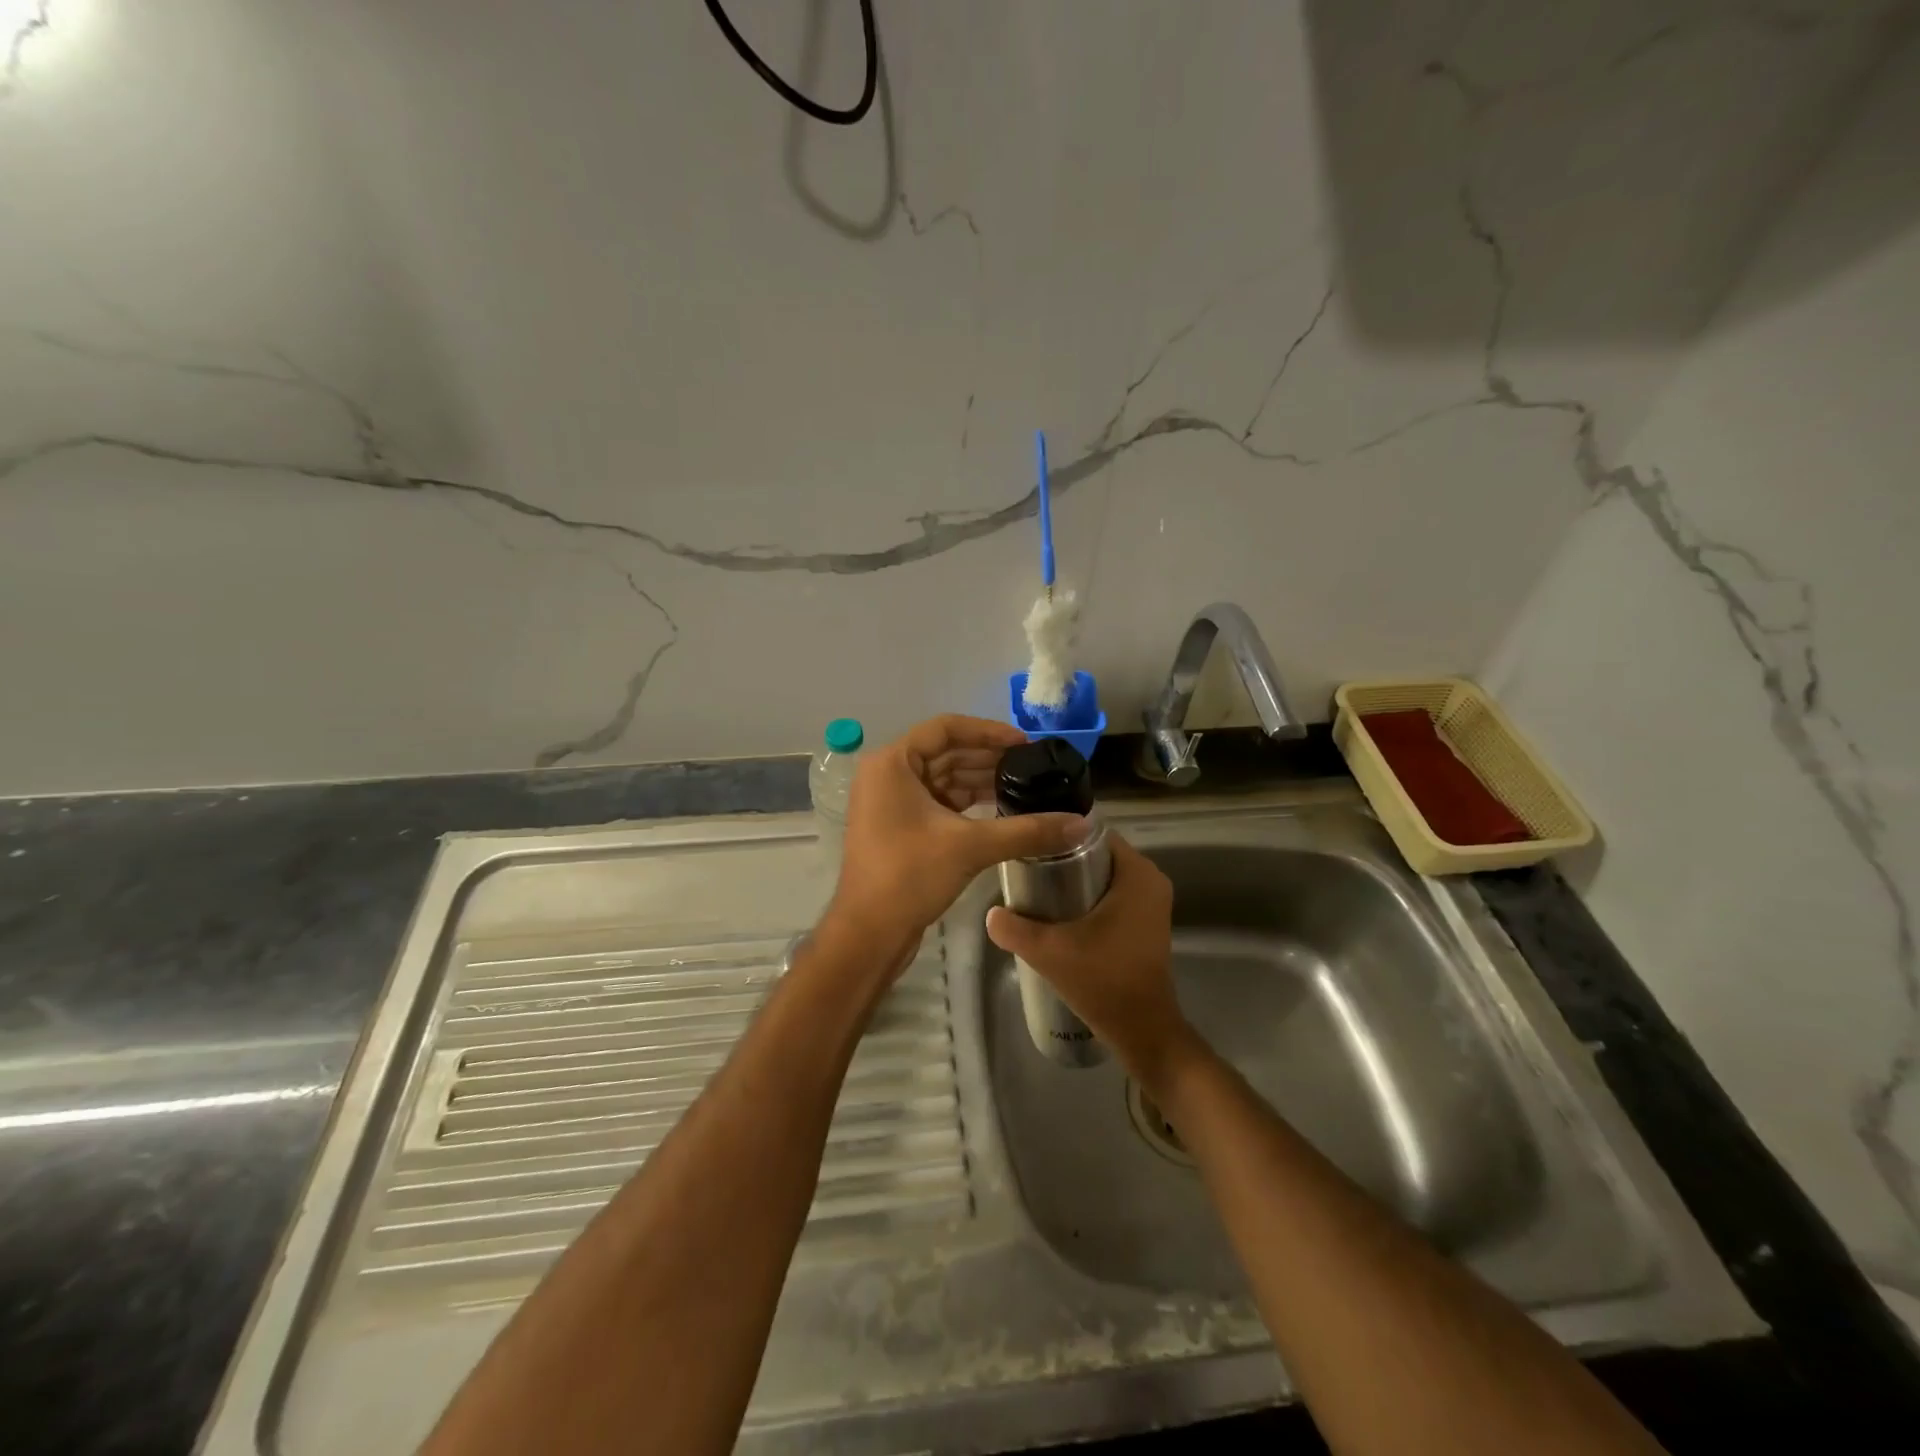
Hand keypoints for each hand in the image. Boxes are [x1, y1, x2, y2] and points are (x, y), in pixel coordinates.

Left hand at [826, 715, 1086, 956]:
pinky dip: (969, 803)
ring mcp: (891, 801)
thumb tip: (1082, 824)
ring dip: (982, 781)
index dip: (989, 732)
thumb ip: (1027, 830)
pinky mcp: (900, 826)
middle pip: (946, 752)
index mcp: (892, 763)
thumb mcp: (971, 847)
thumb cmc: (909, 876)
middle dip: (990, 758)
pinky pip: (939, 801)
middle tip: (1034, 768)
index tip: (1026, 744)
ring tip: (1026, 788)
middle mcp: (888, 774)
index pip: (946, 728)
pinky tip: (1002, 810)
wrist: (869, 934)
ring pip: (944, 778)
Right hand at [985, 834, 1193, 1080]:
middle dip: (1064, 859)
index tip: (1030, 846)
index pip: (1094, 834)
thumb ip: (1014, 929)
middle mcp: (1151, 881)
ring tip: (1037, 891)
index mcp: (1137, 874)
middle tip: (1028, 870)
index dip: (1060, 836)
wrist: (1142, 1030)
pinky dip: (1089, 898)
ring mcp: (1152, 903)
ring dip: (1074, 881)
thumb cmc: (1102, 981)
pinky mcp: (1147, 923)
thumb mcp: (1049, 952)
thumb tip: (991, 913)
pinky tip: (1059, 914)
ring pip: (1105, 876)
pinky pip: (1114, 895)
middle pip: (1098, 854)